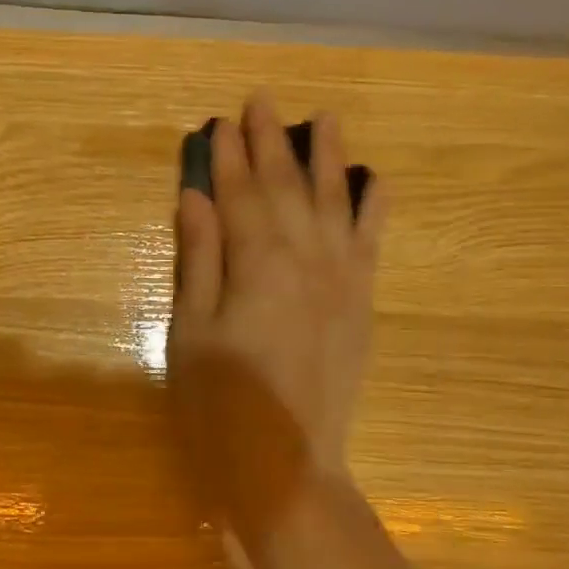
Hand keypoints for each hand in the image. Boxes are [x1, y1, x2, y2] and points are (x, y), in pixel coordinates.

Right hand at [168, 93, 385, 552]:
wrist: (288, 468)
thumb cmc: (222, 406)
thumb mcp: (191, 333)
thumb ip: (199, 258)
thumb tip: (197, 196)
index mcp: (258, 264)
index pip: (239, 195)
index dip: (227, 157)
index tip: (220, 121)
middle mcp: (307, 258)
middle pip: (286, 188)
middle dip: (271, 143)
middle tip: (261, 100)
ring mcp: (342, 279)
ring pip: (336, 203)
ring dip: (328, 158)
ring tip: (325, 118)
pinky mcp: (362, 303)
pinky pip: (373, 242)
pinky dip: (375, 208)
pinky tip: (377, 179)